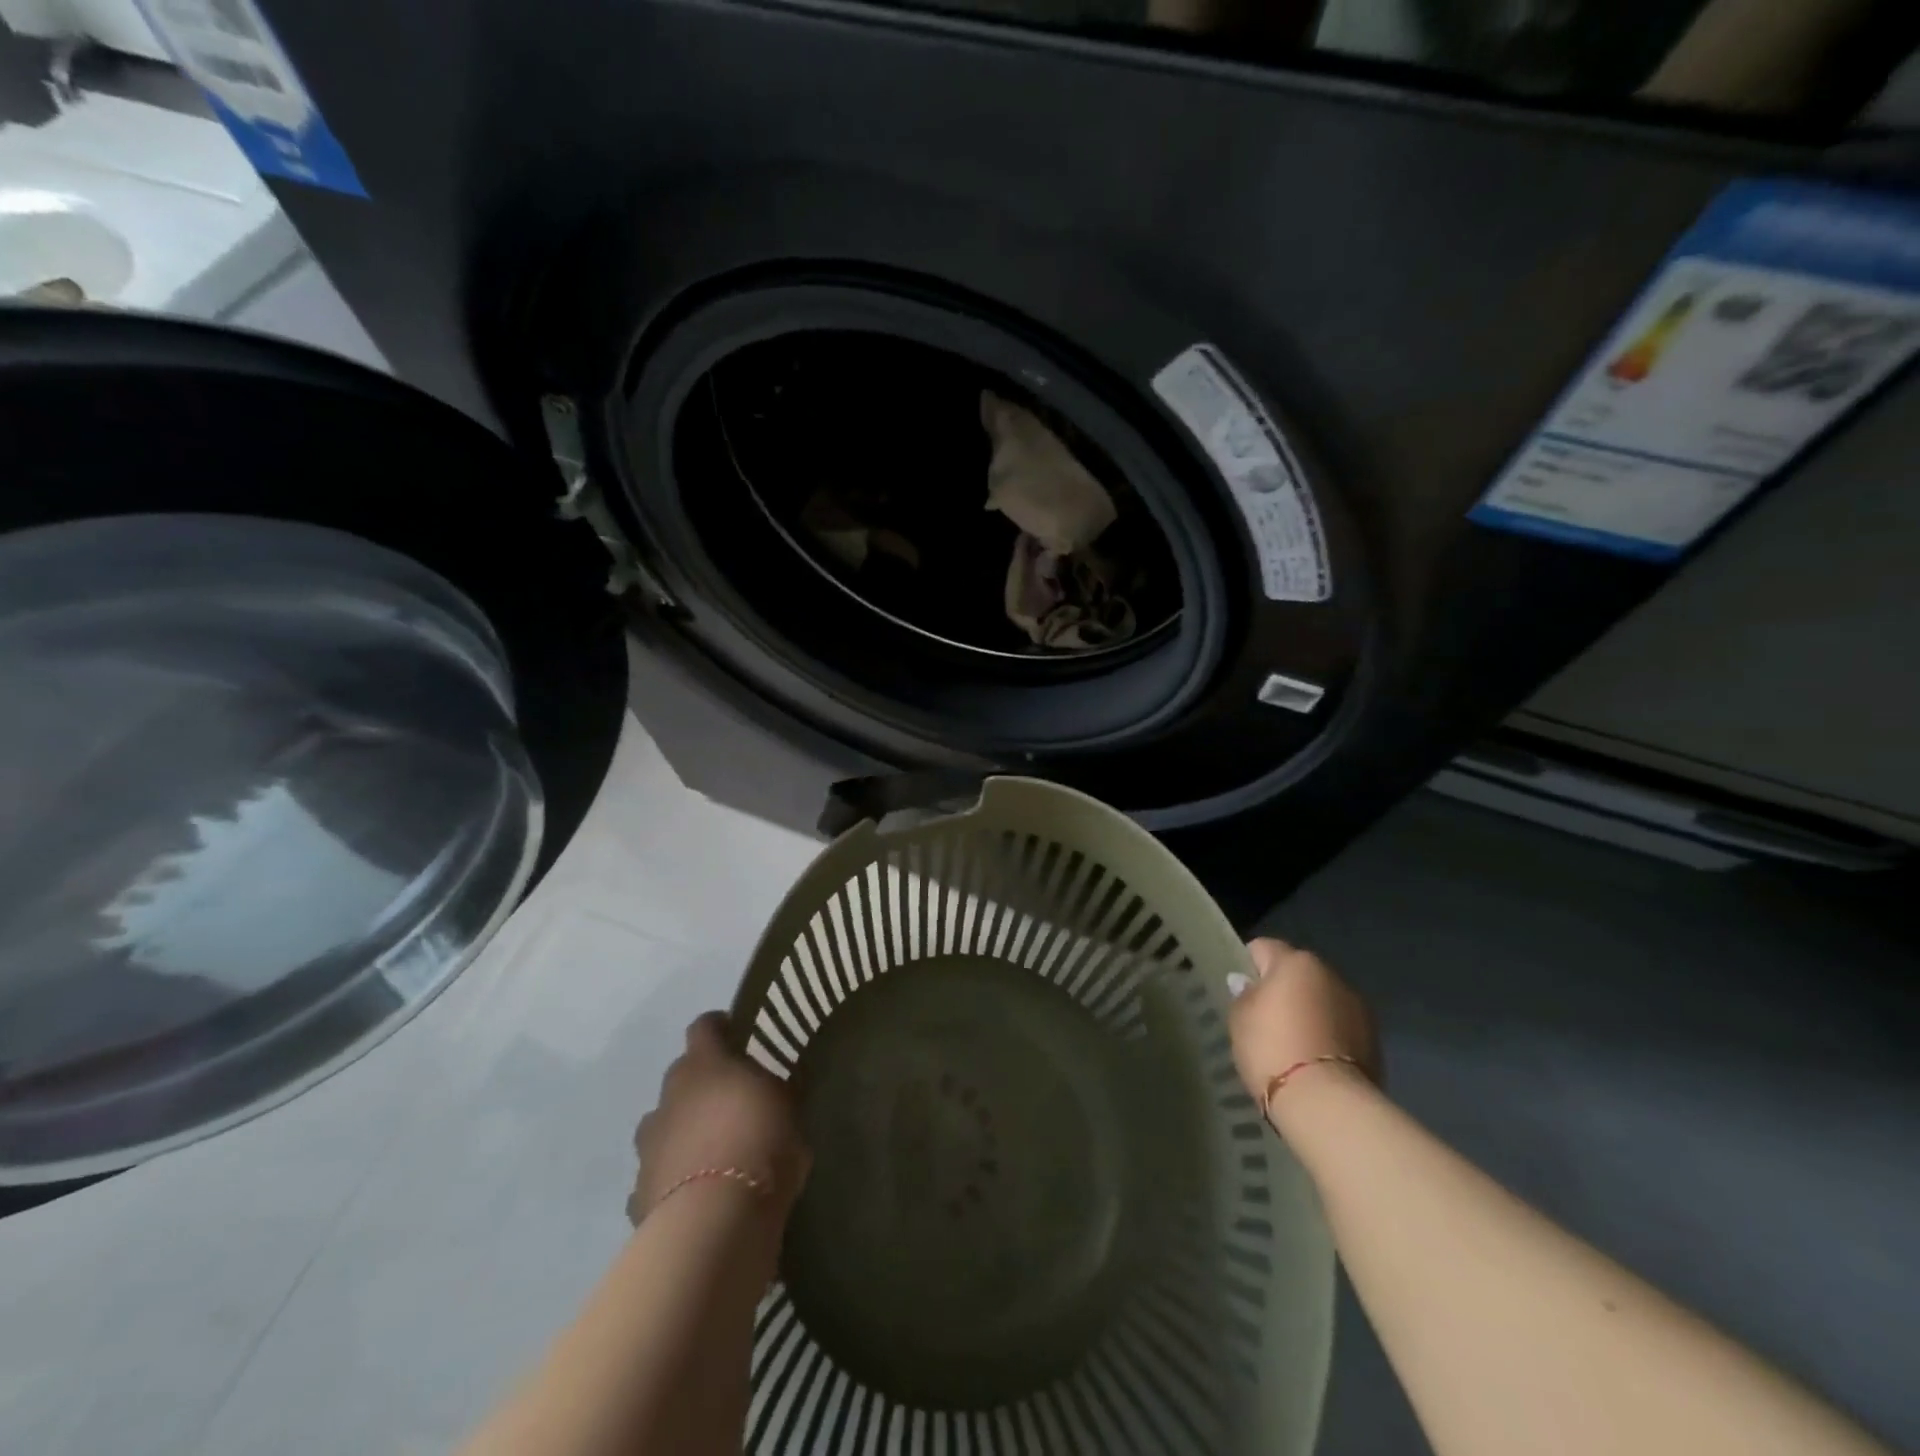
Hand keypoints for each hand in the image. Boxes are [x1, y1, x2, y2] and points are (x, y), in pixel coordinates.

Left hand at [626, 1012, 811, 1225]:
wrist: (715, 1222)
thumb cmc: (761, 1146)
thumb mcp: (788, 1107)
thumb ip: (772, 1092)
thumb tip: (766, 1090)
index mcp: (706, 1065)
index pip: (704, 1027)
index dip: (718, 1026)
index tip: (733, 1030)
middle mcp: (670, 1096)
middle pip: (681, 1076)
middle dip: (701, 1084)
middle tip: (730, 1100)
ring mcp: (648, 1146)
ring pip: (663, 1125)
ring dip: (682, 1130)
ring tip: (710, 1150)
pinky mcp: (638, 1193)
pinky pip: (657, 1174)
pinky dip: (672, 1178)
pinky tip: (694, 1195)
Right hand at [1229, 937, 1381, 1109]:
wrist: (1328, 1104)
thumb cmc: (1273, 1049)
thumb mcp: (1240, 1018)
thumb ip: (1243, 994)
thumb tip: (1247, 983)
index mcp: (1295, 961)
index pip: (1262, 947)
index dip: (1247, 966)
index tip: (1240, 992)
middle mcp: (1330, 974)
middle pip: (1296, 972)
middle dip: (1281, 989)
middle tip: (1263, 1020)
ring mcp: (1357, 1006)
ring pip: (1321, 999)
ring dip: (1308, 1012)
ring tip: (1291, 1044)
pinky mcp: (1374, 1039)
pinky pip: (1339, 1026)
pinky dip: (1326, 1035)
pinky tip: (1312, 1061)